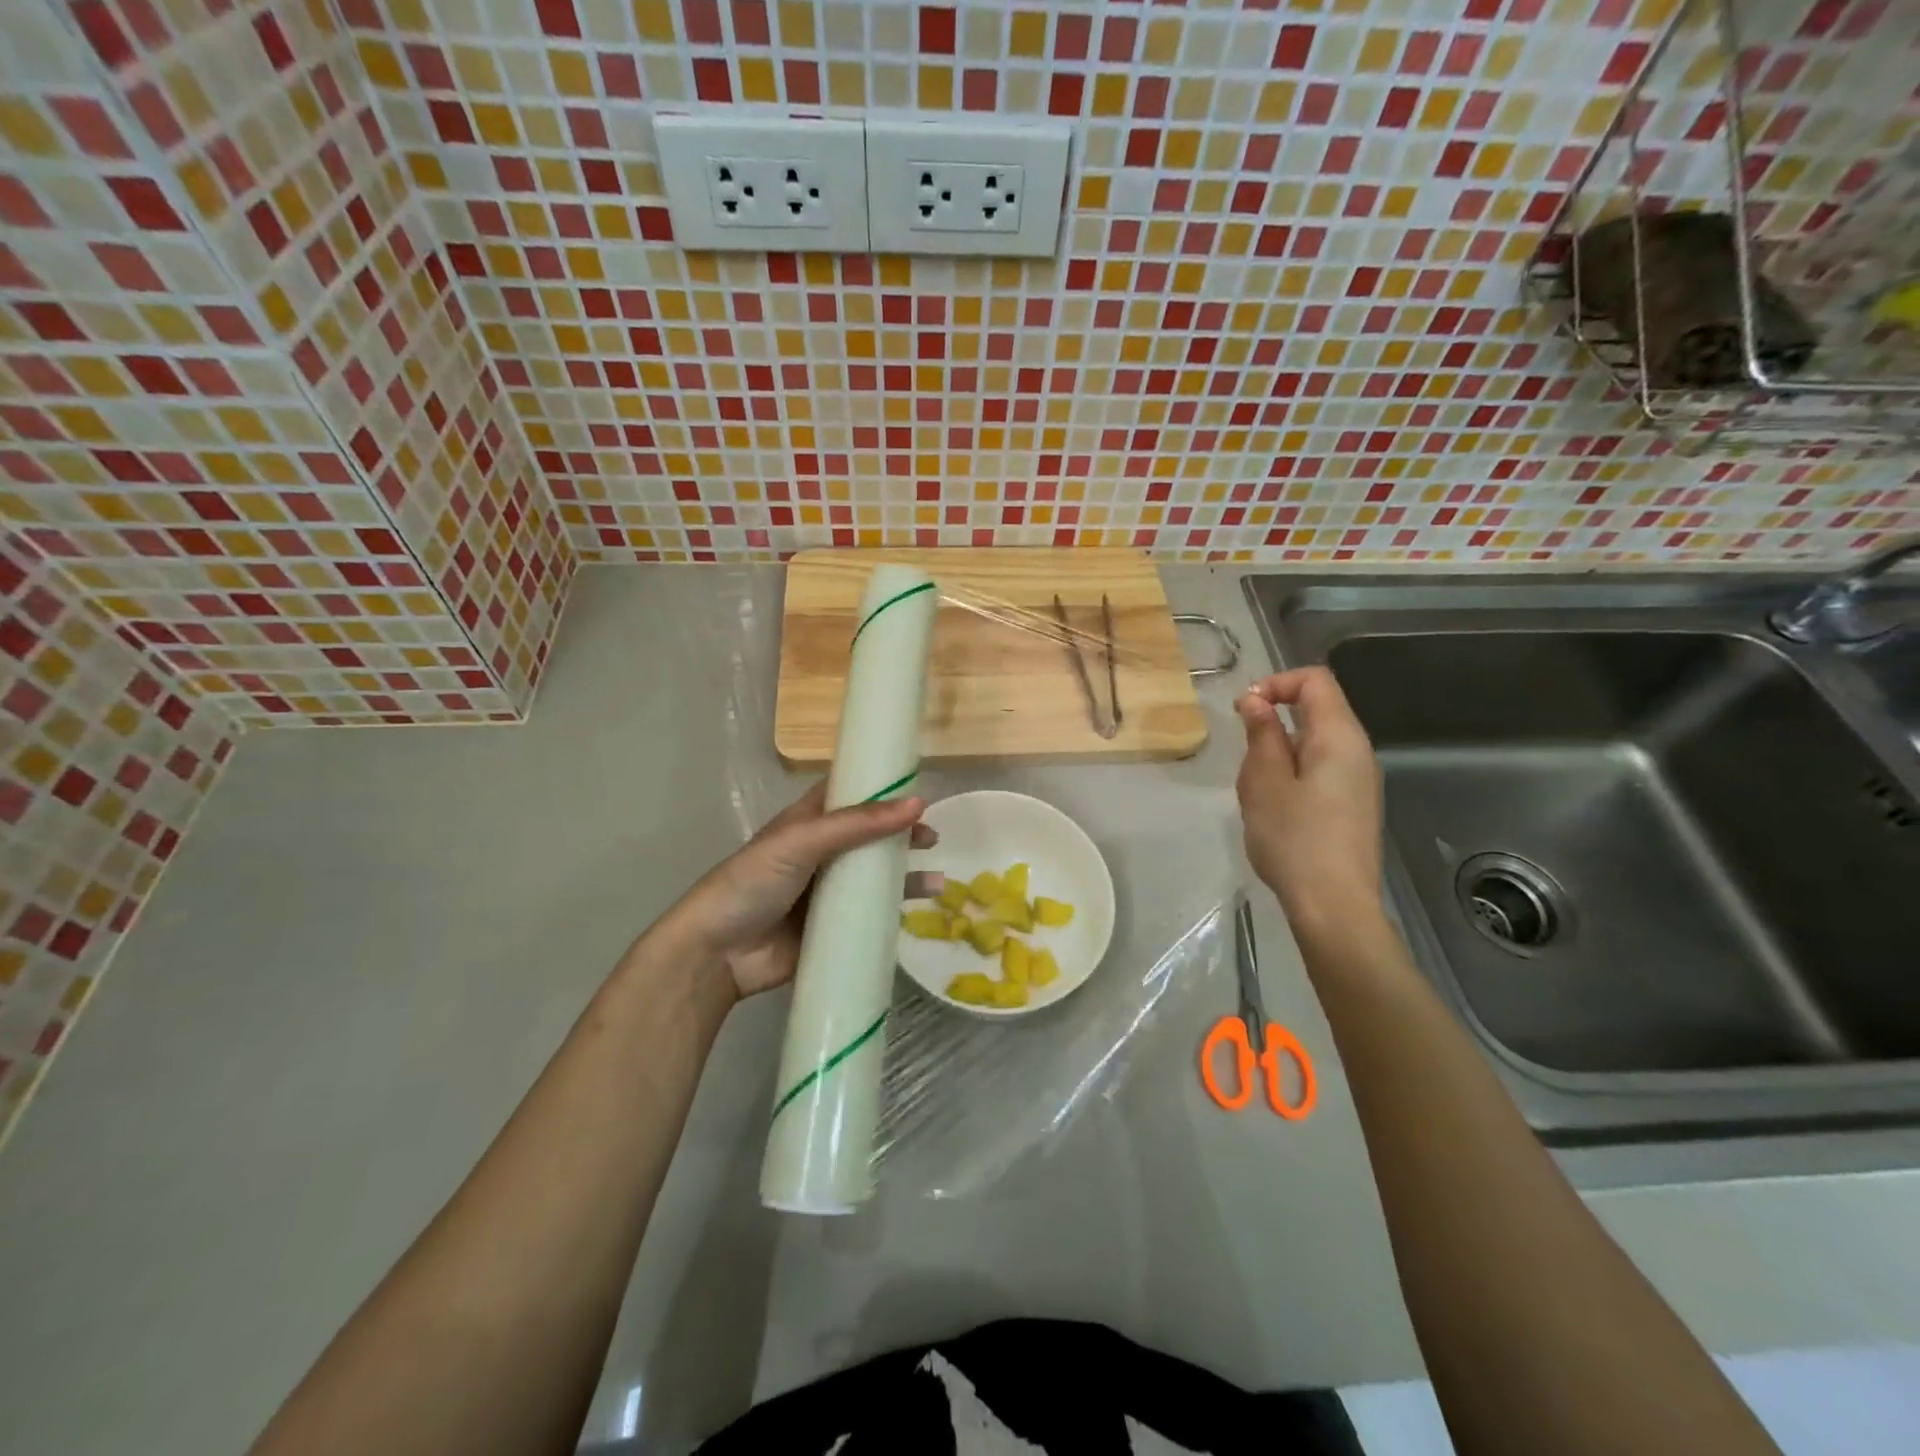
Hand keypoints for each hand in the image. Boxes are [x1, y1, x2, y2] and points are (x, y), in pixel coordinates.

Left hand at [665, 783, 939, 999]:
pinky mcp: (834, 926)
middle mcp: (822, 852)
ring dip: (906, 873)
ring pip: (876, 875)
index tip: (918, 785)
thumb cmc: (753, 881)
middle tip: (932, 837)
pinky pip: (872, 912)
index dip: (881, 787)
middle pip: (870, 835)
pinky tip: (922, 909)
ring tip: (937, 879)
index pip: (850, 793)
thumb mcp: (802, 841)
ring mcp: (828, 891)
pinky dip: (898, 908)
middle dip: (901, 833)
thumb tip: (918, 803)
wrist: (718, 953)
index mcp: (809, 822)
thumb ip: (858, 824)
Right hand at [1235, 667, 1385, 941]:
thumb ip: (1261, 733)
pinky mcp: (1353, 805)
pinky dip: (1291, 774)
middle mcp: (1358, 751)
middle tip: (1245, 759)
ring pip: (1314, 743)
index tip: (1244, 710)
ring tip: (1256, 791)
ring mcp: (1360, 781)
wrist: (1334, 905)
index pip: (1315, 681)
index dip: (1276, 683)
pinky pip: (1320, 770)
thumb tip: (1256, 699)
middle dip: (1272, 722)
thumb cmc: (1294, 838)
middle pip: (1316, 710)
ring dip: (1278, 753)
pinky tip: (1276, 811)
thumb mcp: (1264, 780)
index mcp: (1339, 737)